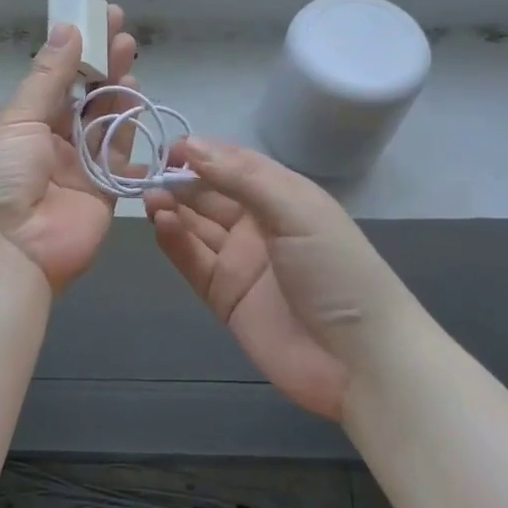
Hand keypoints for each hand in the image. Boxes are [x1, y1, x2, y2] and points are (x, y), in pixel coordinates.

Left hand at [0, 8, 137, 290]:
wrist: (5, 251)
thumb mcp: (18, 119)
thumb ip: (49, 75)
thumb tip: (67, 27)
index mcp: (23, 123)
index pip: (55, 79)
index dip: (76, 49)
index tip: (96, 18)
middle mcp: (52, 142)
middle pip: (84, 97)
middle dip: (102, 64)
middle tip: (122, 32)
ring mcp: (80, 168)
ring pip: (106, 122)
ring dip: (118, 91)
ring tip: (129, 57)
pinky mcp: (105, 192)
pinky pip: (123, 157)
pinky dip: (133, 131)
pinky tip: (139, 102)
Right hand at [144, 137, 408, 420]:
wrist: (361, 362)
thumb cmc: (336, 271)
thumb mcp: (296, 211)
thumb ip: (241, 178)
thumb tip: (191, 145)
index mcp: (283, 197)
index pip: (234, 164)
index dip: (202, 154)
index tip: (168, 148)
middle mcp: (259, 225)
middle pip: (210, 195)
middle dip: (180, 182)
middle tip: (147, 175)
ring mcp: (240, 262)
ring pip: (196, 227)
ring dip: (172, 209)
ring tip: (149, 198)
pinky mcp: (224, 297)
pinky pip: (193, 262)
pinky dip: (174, 242)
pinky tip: (160, 224)